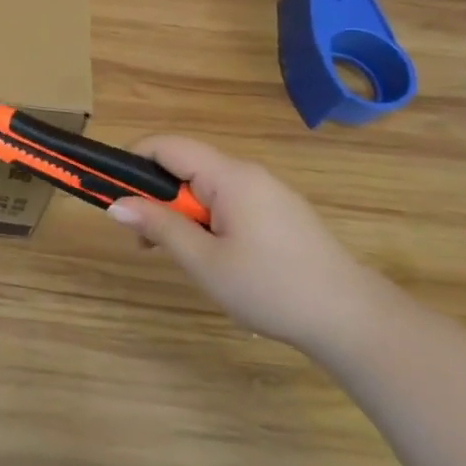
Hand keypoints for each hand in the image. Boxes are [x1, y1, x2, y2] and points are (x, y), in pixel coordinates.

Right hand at [105, 137, 385, 351]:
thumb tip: (115, 205)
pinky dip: (206, 220)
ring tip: (175, 255)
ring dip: (180, 213)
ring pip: (205, 187)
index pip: (167, 145)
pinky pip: (228, 202)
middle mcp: (247, 173)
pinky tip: (211, 257)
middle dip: (155, 197)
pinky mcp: (280, 213)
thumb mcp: (204, 261)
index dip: (132, 161)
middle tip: (142, 241)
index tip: (111, 193)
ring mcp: (267, 193)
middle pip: (184, 166)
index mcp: (228, 176)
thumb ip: (159, 227)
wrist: (353, 320)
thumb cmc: (271, 287)